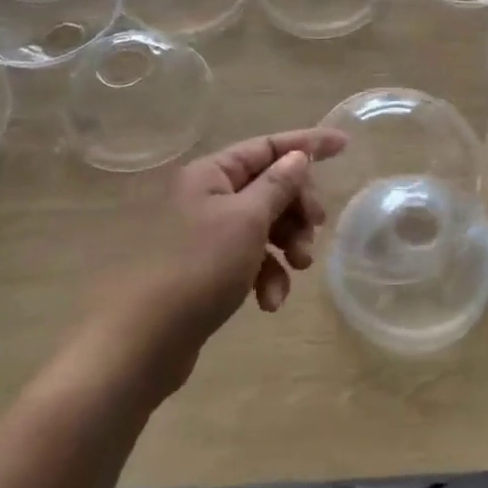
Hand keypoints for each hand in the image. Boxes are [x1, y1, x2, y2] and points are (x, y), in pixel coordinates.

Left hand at [168, 127, 347, 333]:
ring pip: (264, 224)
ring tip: (299, 269)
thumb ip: (278, 184)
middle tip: (316, 229)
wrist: (143, 343)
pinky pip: (249, 257)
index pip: (268, 146)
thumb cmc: (198, 268)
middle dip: (297, 209)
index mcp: (211, 173)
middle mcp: (206, 195)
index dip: (307, 144)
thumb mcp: (247, 220)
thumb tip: (297, 156)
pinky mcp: (206, 268)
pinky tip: (269, 302)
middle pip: (269, 186)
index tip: (344, 145)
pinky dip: (266, 274)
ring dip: (287, 245)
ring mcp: (205, 232)